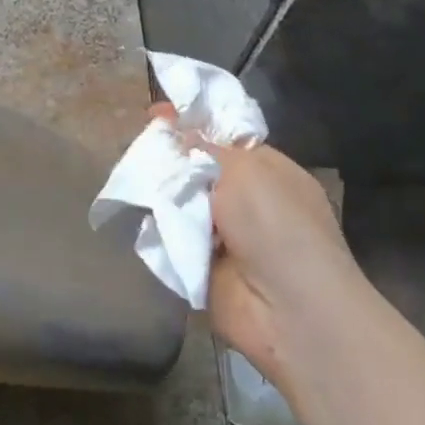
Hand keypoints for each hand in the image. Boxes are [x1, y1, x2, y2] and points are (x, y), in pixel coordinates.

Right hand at [151, 104, 360, 384]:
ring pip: (178, 203)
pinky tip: (141, 220)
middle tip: (139, 151)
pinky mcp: (200, 265)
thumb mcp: (245, 169)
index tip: (155, 115)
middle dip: (168, 160)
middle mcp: (245, 200)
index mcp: (266, 170)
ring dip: (159, 196)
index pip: (222, 138)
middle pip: (195, 170)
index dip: (190, 125)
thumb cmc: (277, 226)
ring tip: (134, 183)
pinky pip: (170, 239)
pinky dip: (157, 232)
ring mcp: (222, 235)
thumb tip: (176, 126)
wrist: (289, 309)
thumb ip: (205, 146)